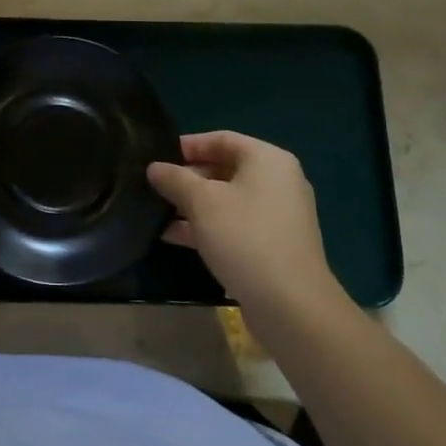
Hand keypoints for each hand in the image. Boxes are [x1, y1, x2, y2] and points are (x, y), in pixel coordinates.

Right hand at [148, 131, 349, 321]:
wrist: (291, 306)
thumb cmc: (245, 238)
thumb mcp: (202, 202)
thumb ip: (175, 179)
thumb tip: (155, 168)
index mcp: (268, 160)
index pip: (222, 139)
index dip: (188, 145)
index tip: (158, 157)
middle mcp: (279, 181)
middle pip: (226, 168)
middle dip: (188, 177)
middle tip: (156, 186)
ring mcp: (279, 215)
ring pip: (228, 199)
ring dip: (194, 204)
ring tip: (158, 212)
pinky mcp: (274, 245)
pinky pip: (236, 224)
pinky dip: (208, 226)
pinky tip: (175, 236)